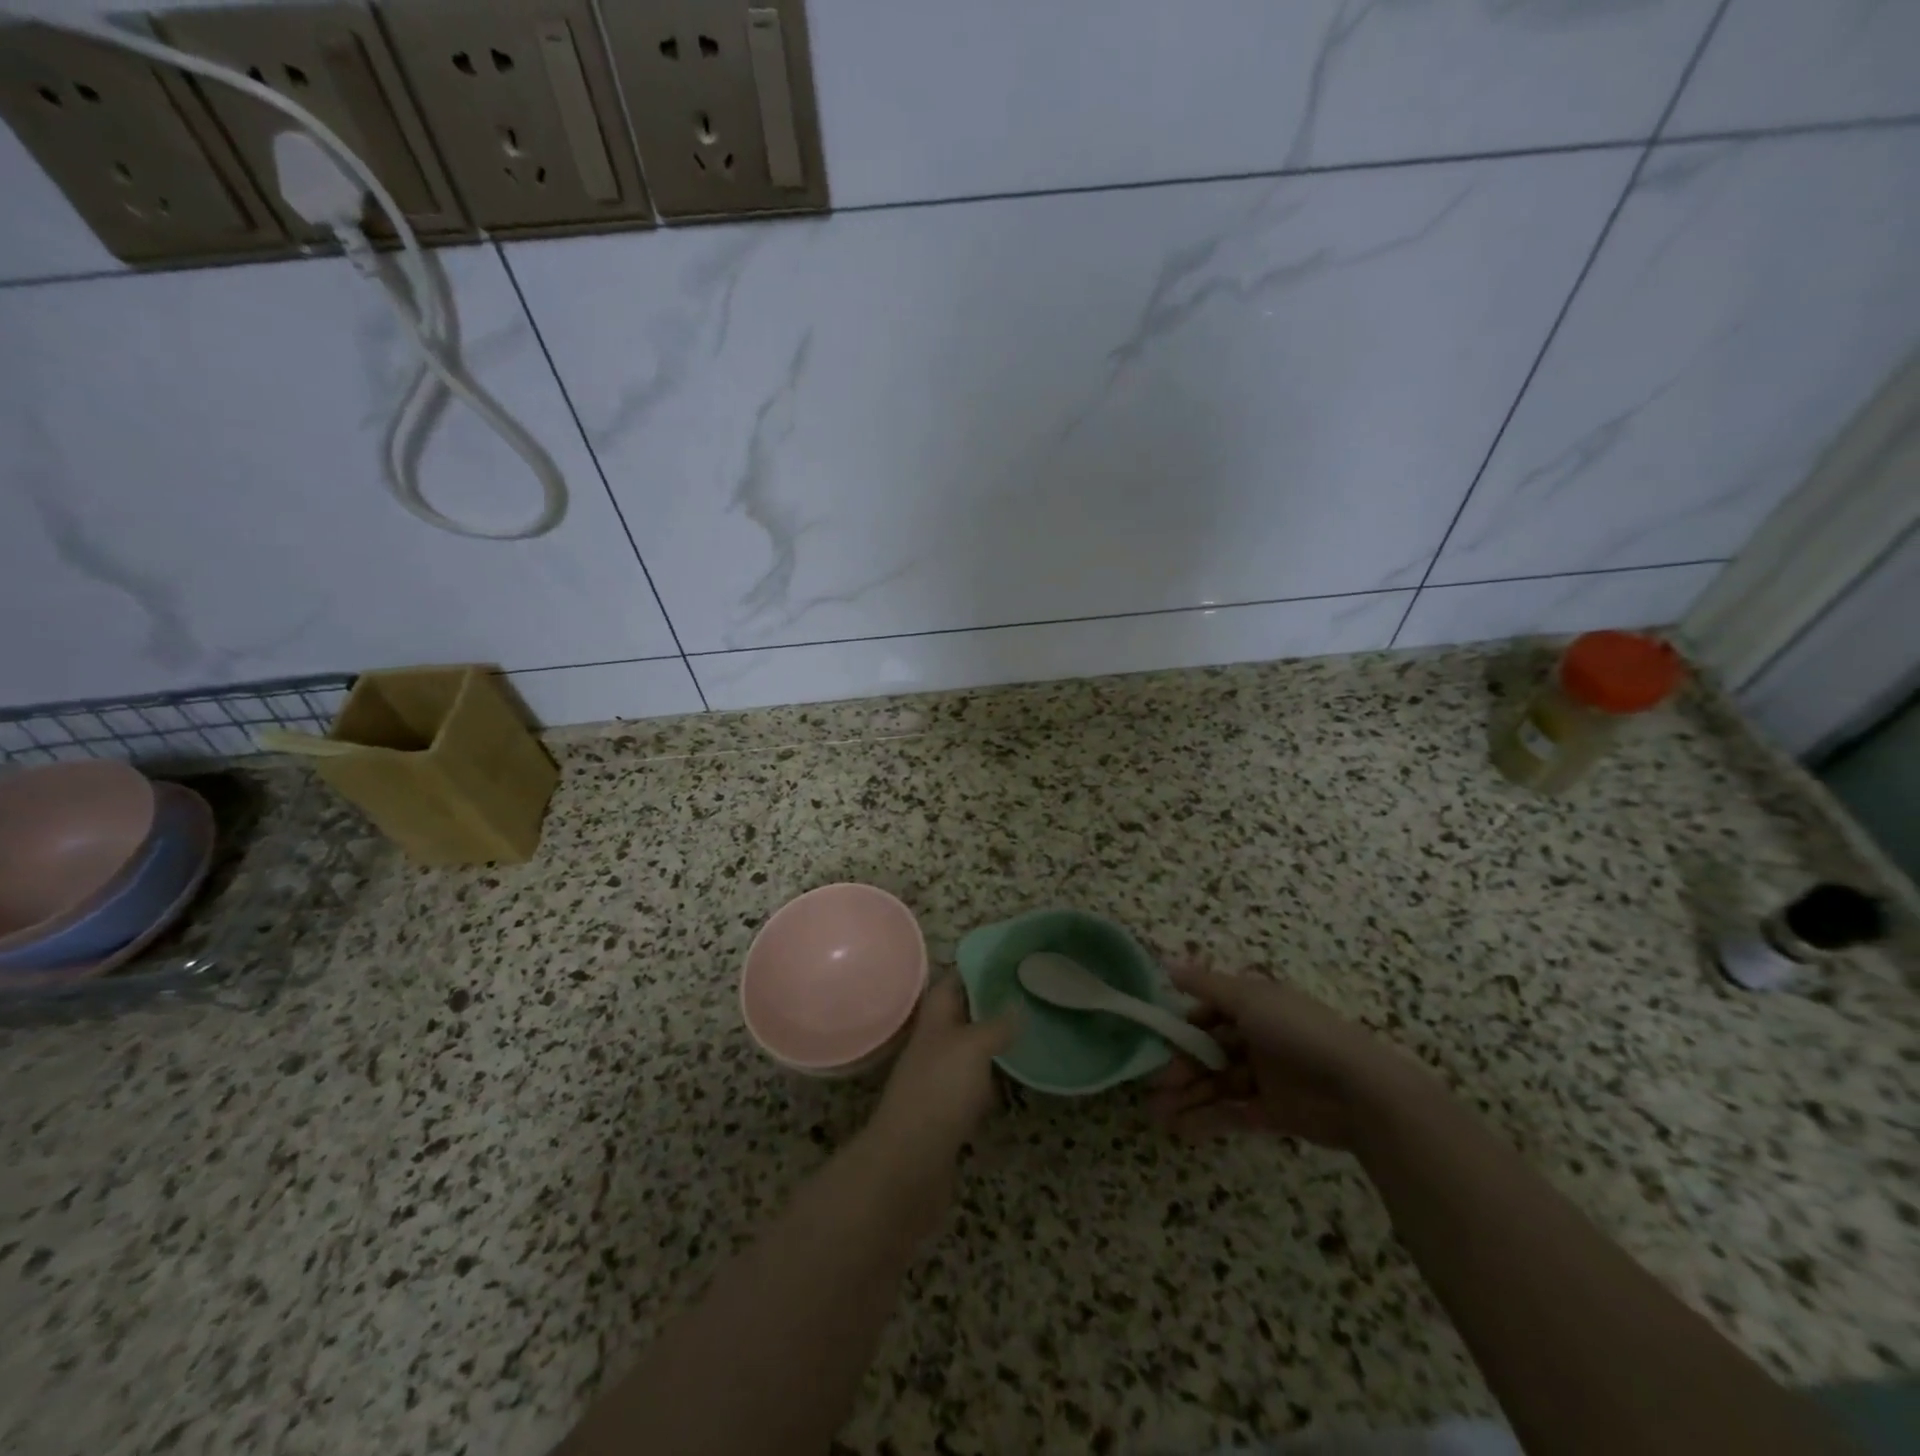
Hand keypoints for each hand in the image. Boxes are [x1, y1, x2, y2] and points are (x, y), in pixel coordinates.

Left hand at [859, 977, 1016, 1189]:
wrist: (910, 1163)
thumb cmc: (940, 1091)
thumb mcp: (973, 1047)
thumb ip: (996, 1025)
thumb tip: (1017, 1006)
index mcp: (934, 1020)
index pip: (952, 983)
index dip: (974, 968)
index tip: (1007, 959)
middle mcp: (933, 1045)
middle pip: (960, 1016)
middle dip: (988, 1005)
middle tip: (1026, 995)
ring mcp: (938, 1080)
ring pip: (968, 1051)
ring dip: (991, 1043)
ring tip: (1027, 1033)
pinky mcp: (947, 1113)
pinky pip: (973, 1086)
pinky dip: (991, 1081)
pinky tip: (1013, 1082)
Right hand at [1148, 960, 1422, 1149]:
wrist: (1359, 1090)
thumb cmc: (1298, 1033)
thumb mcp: (1249, 999)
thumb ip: (1206, 985)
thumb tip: (1167, 965)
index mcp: (1254, 1006)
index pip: (1208, 1012)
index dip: (1182, 1026)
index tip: (1156, 1040)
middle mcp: (1257, 1038)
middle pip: (1209, 1051)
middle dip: (1179, 1066)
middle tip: (1152, 1085)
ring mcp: (1265, 1076)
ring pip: (1216, 1084)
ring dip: (1186, 1096)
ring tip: (1157, 1113)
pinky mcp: (1273, 1112)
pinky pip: (1233, 1112)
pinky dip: (1207, 1119)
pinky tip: (1180, 1129)